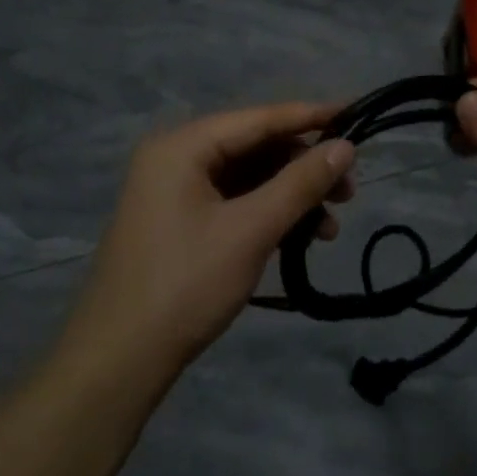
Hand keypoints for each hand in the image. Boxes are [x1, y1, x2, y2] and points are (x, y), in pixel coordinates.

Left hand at [69, 102, 356, 375]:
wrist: (119, 361)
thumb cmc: (186, 285)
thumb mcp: (251, 230)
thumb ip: (300, 183)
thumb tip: (346, 147)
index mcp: (182, 146)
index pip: (259, 118)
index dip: (311, 117)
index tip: (357, 114)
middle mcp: (176, 157)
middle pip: (255, 146)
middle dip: (304, 167)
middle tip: (349, 192)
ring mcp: (174, 191)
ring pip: (248, 177)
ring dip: (291, 196)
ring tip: (330, 228)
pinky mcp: (179, 221)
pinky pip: (234, 201)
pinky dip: (268, 214)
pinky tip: (300, 238)